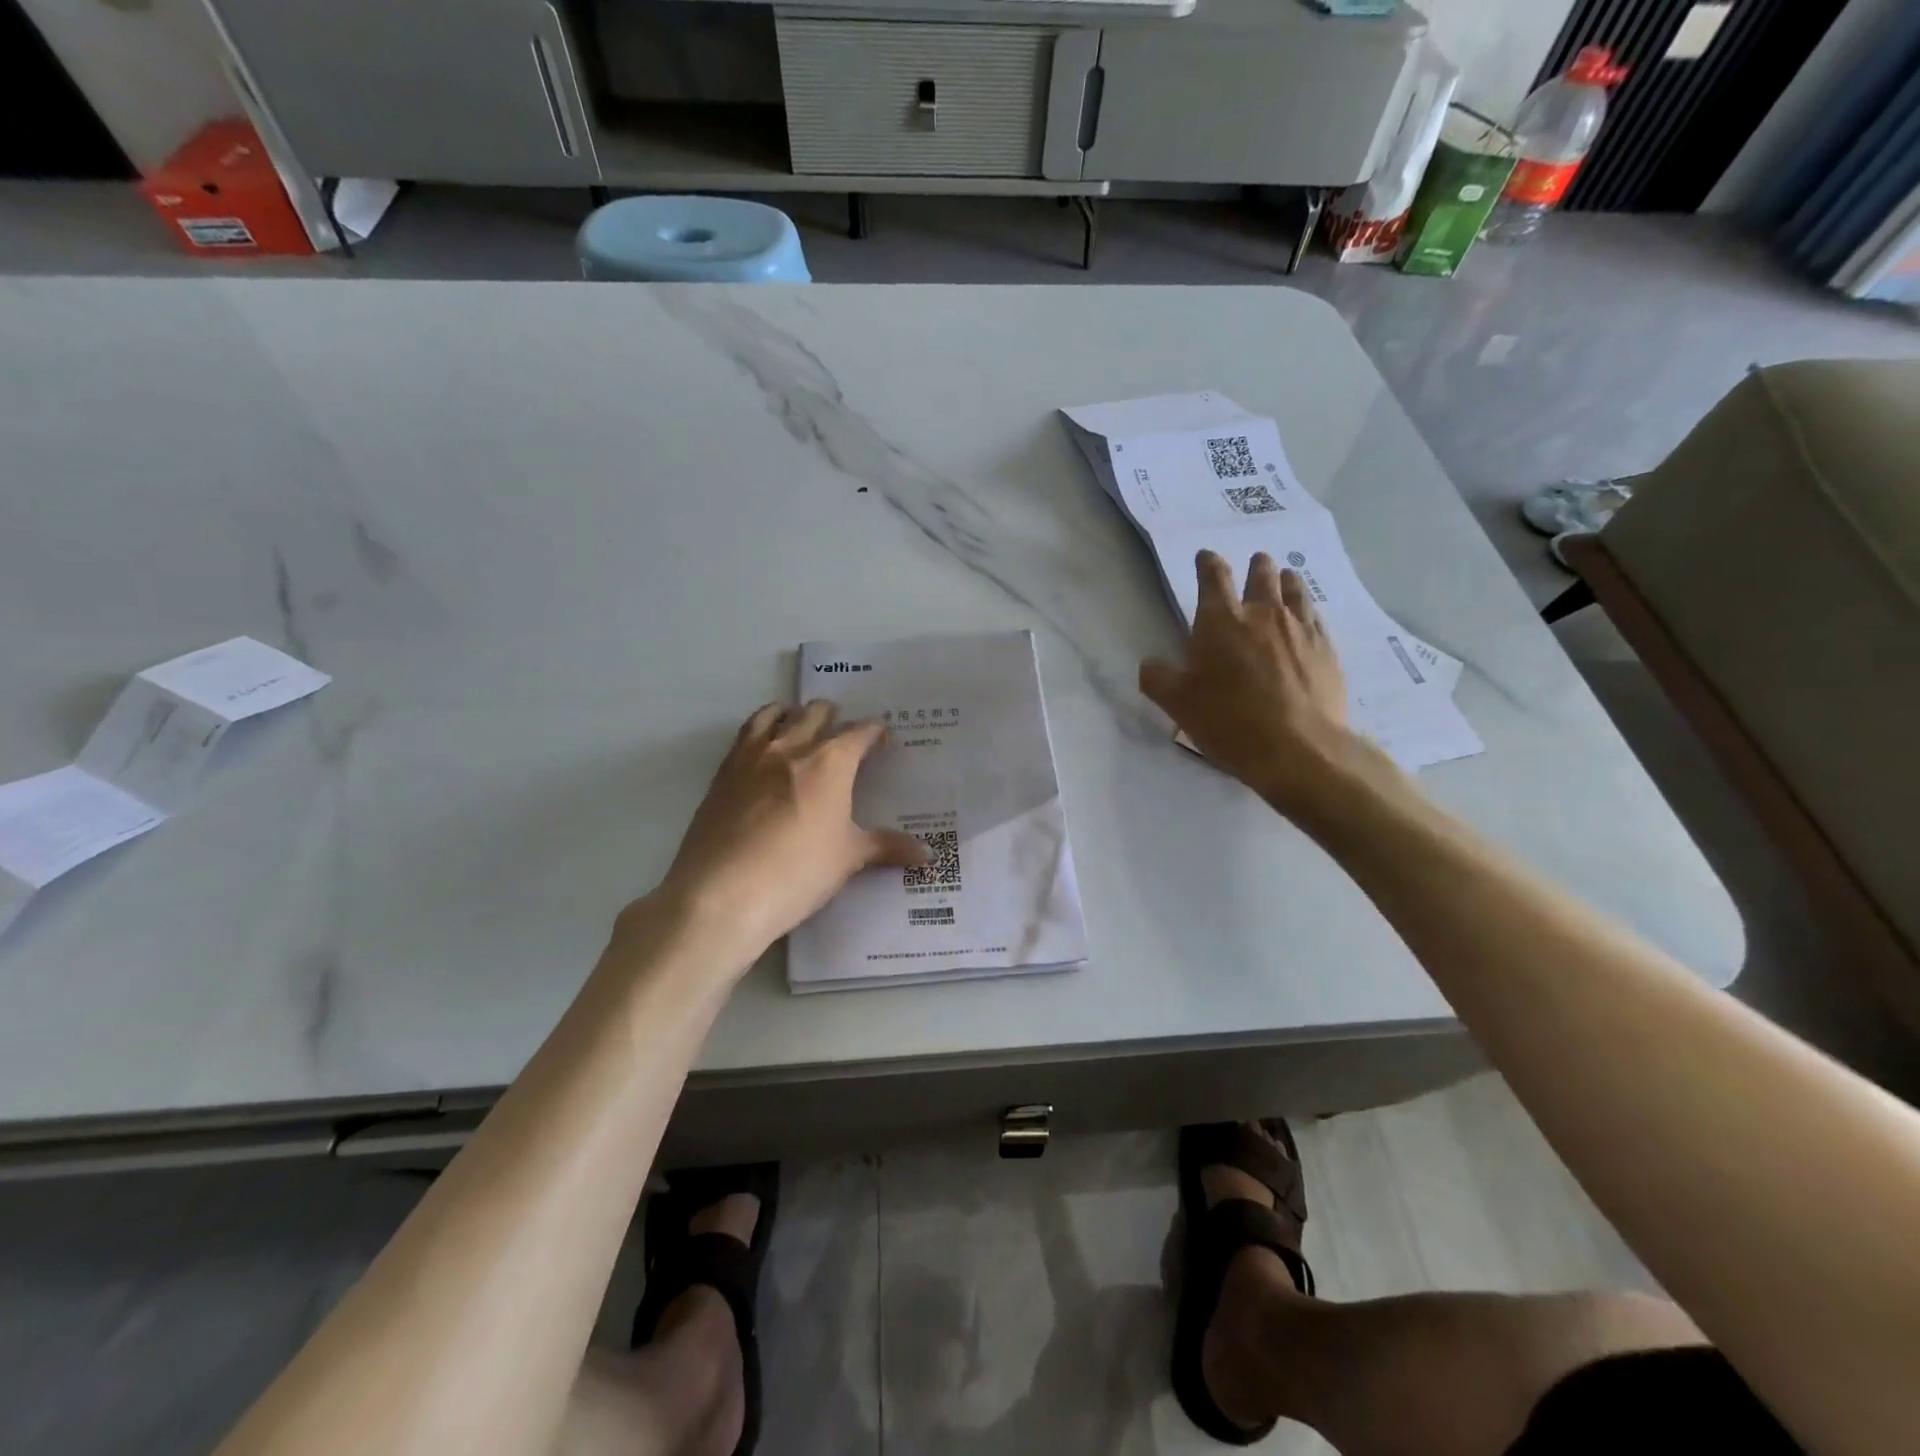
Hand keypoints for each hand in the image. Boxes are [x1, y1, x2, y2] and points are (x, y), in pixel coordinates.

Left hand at [649, 701, 927, 966]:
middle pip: (816, 713)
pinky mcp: (722, 773)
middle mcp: (791, 747)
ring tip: (800, 726)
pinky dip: (760, 731)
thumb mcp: (848, 859)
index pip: (860, 733)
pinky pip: (744, 736)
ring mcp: (751, 757)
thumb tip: (927, 854)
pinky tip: (763, 753)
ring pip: (774, 714)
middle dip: (834, 717)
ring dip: (792, 714)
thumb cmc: (798, 872)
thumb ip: (886, 848)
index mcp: (830, 762)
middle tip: (843, 734)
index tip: (882, 741)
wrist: (722, 893)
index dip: (875, 733)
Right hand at [1139, 550, 1398, 824]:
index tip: (1205, 557)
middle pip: (1261, 576)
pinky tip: (1308, 618)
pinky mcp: (1327, 650)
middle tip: (1255, 563)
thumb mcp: (1178, 704)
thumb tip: (1150, 664)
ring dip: (1286, 581)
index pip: (1213, 576)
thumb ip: (1158, 678)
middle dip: (1255, 566)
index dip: (1207, 563)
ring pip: (1295, 591)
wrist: (1298, 748)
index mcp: (1221, 620)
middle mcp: (1263, 614)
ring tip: (1286, 578)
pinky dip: (1308, 610)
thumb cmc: (1229, 720)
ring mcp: (1300, 629)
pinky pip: (1316, 618)